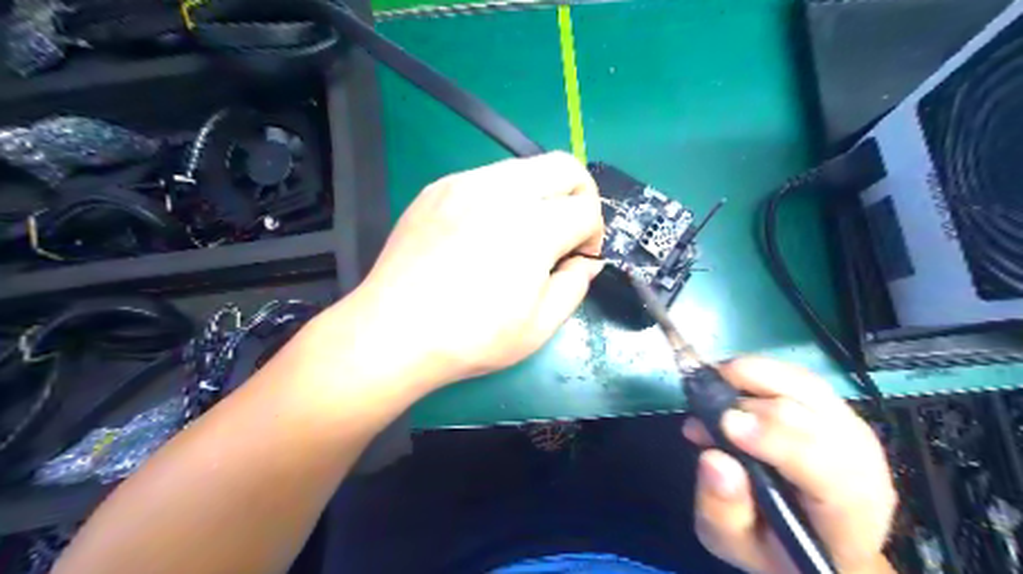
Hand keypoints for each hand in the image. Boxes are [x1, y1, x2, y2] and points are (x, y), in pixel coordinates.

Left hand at [344, 153, 600, 389]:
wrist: (393, 332)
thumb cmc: (471, 338)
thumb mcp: (539, 327)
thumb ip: (575, 286)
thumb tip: (584, 262)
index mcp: (533, 228)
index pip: (587, 208)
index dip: (593, 235)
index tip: (578, 260)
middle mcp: (502, 192)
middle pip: (564, 167)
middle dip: (579, 197)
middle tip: (565, 233)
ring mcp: (464, 183)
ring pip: (525, 167)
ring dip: (540, 195)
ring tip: (522, 235)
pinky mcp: (437, 188)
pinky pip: (487, 177)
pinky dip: (503, 197)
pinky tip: (484, 232)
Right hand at [687, 359, 895, 573]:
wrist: (812, 536)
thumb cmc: (774, 546)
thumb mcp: (735, 544)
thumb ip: (722, 510)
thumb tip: (714, 459)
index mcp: (847, 516)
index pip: (826, 471)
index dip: (775, 439)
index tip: (725, 423)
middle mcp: (862, 467)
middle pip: (816, 417)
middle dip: (754, 404)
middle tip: (704, 406)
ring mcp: (853, 431)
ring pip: (808, 387)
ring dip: (756, 376)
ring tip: (713, 381)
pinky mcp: (835, 410)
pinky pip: (799, 378)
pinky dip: (761, 372)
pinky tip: (731, 379)